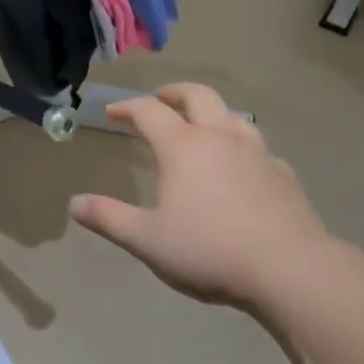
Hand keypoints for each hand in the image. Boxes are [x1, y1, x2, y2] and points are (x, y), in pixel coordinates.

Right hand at [69, 84, 333, 309]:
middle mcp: (219, 138)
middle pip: (197, 96)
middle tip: (160, 100)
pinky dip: (241, 146)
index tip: (112, 112)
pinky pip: (258, 148)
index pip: (148, 112)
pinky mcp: (283, 175)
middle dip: (174, 93)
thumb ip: (109, 218)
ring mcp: (257, 154)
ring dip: (211, 113)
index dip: (127, 108)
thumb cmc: (209, 250)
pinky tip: (241, 167)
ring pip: (232, 116)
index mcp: (183, 147)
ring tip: (201, 127)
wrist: (289, 269)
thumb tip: (75, 204)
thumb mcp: (147, 240)